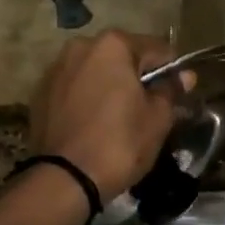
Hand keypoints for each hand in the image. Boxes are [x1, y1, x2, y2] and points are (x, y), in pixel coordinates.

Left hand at [30, 31, 180, 199]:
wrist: (64, 179)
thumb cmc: (119, 143)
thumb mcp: (157, 119)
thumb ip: (170, 90)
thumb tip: (184, 76)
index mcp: (112, 45)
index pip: (156, 49)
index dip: (171, 71)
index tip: (178, 94)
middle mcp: (81, 46)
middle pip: (122, 57)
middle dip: (137, 77)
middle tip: (149, 108)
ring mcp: (56, 68)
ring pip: (95, 71)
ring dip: (109, 85)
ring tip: (119, 117)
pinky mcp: (40, 92)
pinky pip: (74, 88)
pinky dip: (86, 98)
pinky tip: (93, 123)